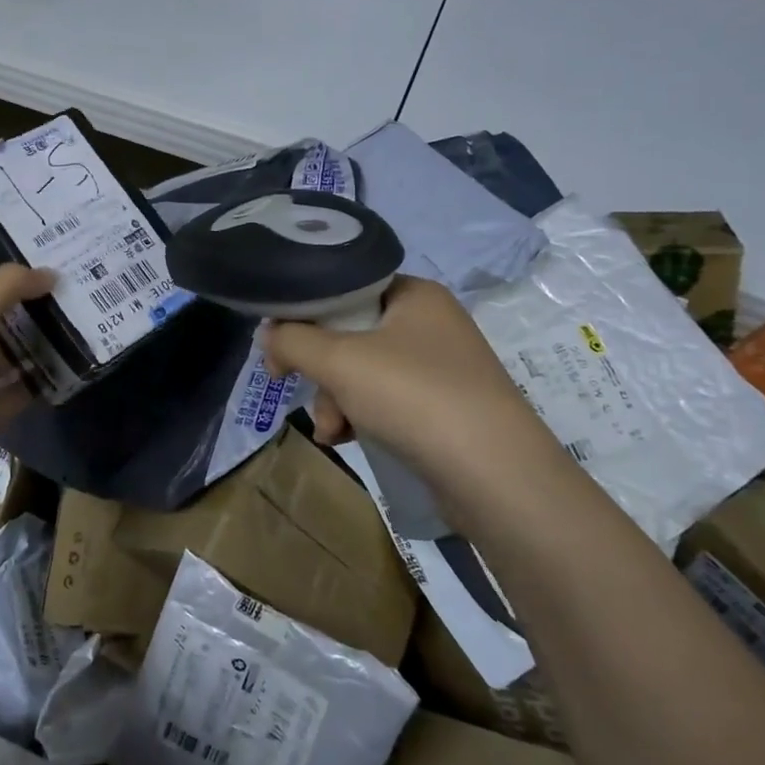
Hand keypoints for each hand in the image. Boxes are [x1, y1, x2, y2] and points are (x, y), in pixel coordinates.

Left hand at [0, 264, 54, 493]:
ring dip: (36, 350)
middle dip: (27, 315)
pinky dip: (38, 384)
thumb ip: (9, 286)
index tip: (48, 275)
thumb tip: (50, 273)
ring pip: (6, 361)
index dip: (8, 284)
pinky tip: (68, 369)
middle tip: (72, 300)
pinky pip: (16, 394)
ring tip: (78, 331)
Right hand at [263, 275, 554, 498]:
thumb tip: (269, 337)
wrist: (496, 476)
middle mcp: (431, 323)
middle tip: (310, 396)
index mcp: (415, 294)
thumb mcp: (339, 360)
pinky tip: (349, 441)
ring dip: (337, 401)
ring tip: (333, 432)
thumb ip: (292, 340)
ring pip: (364, 373)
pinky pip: (387, 401)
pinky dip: (362, 418)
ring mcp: (442, 368)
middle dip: (322, 373)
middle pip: (350, 334)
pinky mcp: (445, 408)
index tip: (280, 348)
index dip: (305, 315)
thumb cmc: (414, 396)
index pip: (345, 288)